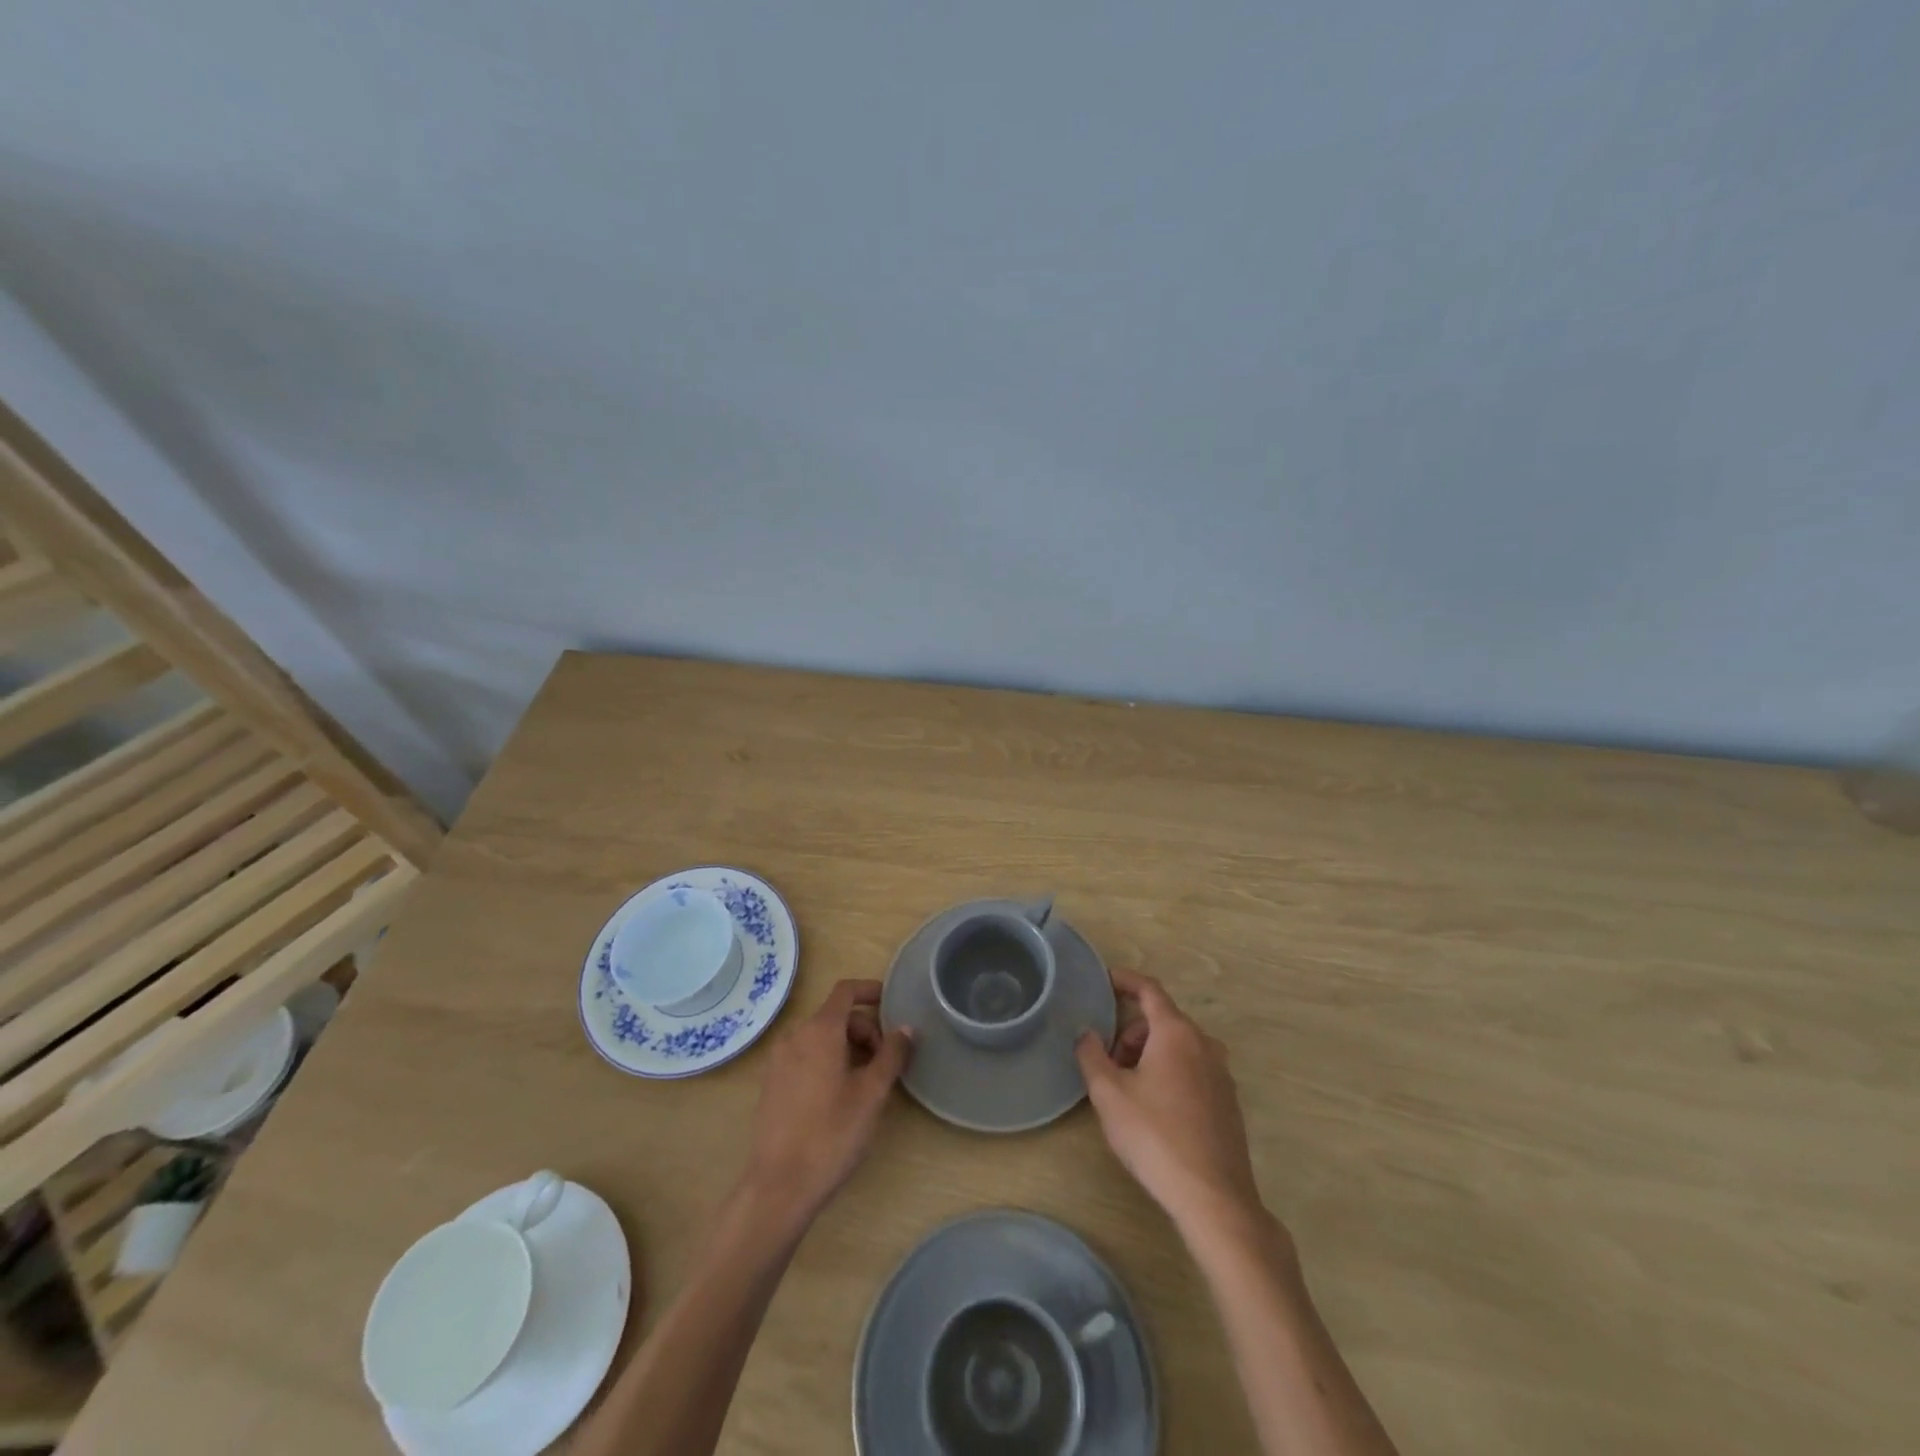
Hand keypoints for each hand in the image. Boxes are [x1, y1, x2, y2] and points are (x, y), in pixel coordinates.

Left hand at [743, 979, 911, 1219]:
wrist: (779, 1186)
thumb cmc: (832, 1134)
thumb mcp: (872, 1094)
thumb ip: (891, 1055)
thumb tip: (906, 1029)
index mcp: (819, 1030)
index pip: (846, 991)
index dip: (870, 990)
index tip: (892, 1004)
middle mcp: (795, 1036)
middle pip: (835, 1016)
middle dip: (864, 1029)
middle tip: (884, 1062)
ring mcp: (778, 1060)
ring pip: (820, 1037)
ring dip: (846, 1046)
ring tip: (864, 1081)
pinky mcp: (771, 1084)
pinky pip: (804, 1056)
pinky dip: (826, 1060)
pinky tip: (838, 1095)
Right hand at [1076, 970, 1262, 1234]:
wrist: (1213, 1198)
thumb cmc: (1155, 1136)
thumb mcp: (1109, 1094)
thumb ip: (1091, 1056)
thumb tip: (1086, 1034)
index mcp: (1176, 1033)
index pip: (1150, 990)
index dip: (1126, 980)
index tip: (1105, 981)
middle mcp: (1204, 1045)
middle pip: (1163, 1021)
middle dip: (1132, 1032)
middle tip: (1109, 1061)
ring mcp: (1222, 1074)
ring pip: (1179, 1047)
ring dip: (1150, 1054)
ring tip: (1129, 1088)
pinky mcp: (1229, 1103)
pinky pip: (1194, 1070)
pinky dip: (1171, 1072)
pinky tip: (1155, 1110)